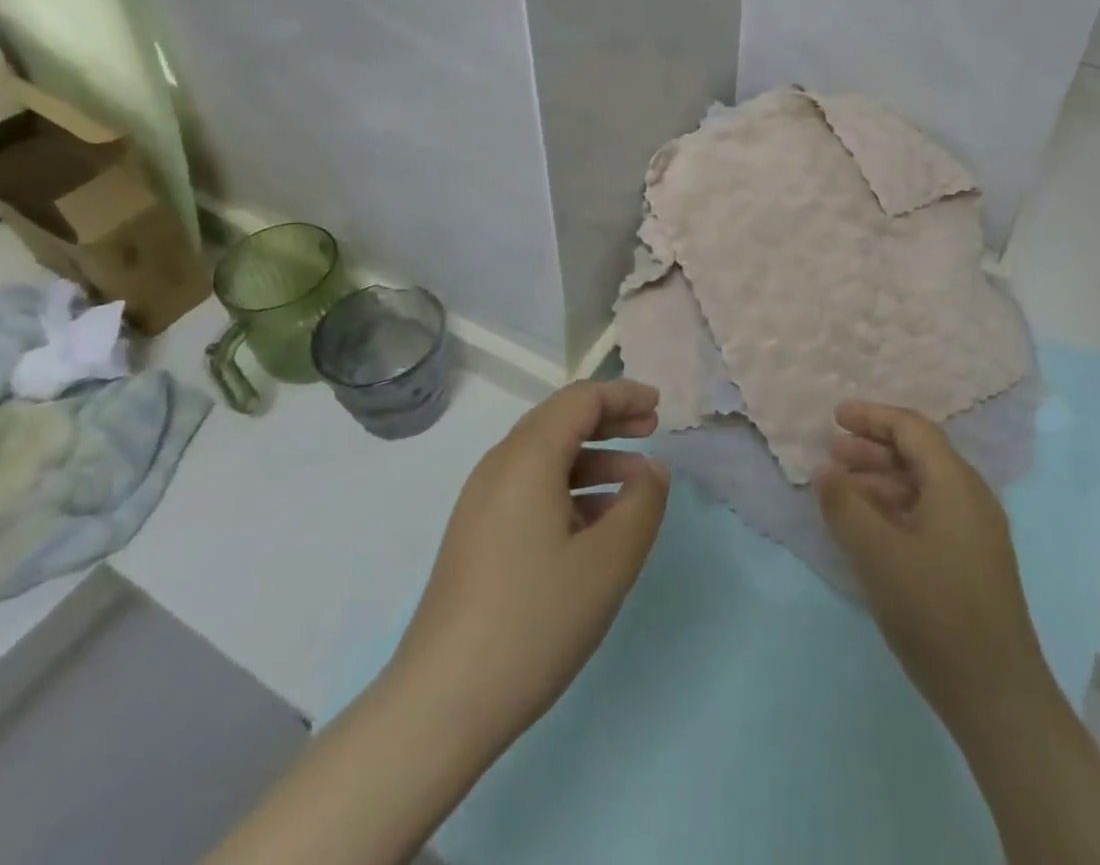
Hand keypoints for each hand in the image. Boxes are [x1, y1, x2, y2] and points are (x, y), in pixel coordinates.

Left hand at [384, 380, 668, 753]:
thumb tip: (652, 470)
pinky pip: (530, 489)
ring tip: (636, 482)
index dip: (623, 395)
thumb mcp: (607, 563)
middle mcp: (498, 467)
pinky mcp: (476, 536)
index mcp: (526, 458)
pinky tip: (597, 523)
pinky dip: (570, 488)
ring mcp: (481, 503)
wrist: (440, 705)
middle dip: (609, 420)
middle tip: (651, 429)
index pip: (580, 399)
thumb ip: (641, 504)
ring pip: (546, 457)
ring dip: (593, 457)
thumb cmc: (533, 621)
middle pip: (560, 421)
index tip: (659, 405)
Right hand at [817, 400, 1054, 726]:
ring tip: (841, 490)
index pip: (912, 429)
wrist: (998, 697)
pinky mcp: (972, 562)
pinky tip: (868, 528)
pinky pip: (929, 514)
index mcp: (955, 484)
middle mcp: (970, 498)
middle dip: (872, 448)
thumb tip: (826, 470)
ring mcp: (975, 532)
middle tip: (831, 452)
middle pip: (918, 454)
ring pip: (922, 486)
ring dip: (881, 480)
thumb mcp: (878, 555)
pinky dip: (895, 509)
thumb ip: (845, 506)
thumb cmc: (935, 613)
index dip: (872, 417)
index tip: (836, 417)